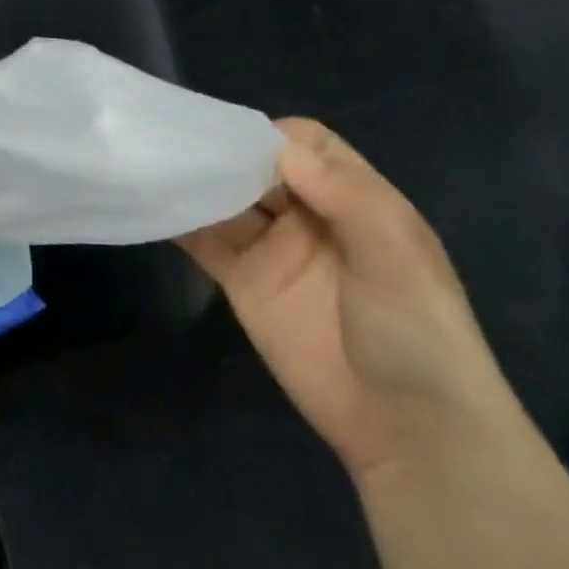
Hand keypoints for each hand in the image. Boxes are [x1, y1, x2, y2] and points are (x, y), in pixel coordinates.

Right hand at [177, 119, 519, 482]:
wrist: (410, 433)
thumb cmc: (418, 334)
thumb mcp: (397, 260)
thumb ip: (347, 198)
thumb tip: (283, 149)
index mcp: (354, 200)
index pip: (307, 144)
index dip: (271, 135)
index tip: (233, 139)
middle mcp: (309, 216)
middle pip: (258, 167)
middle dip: (222, 153)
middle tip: (177, 144)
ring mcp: (273, 250)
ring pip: (226, 200)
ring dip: (195, 183)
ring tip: (155, 165)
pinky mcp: (244, 283)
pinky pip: (206, 242)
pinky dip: (178, 221)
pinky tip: (150, 205)